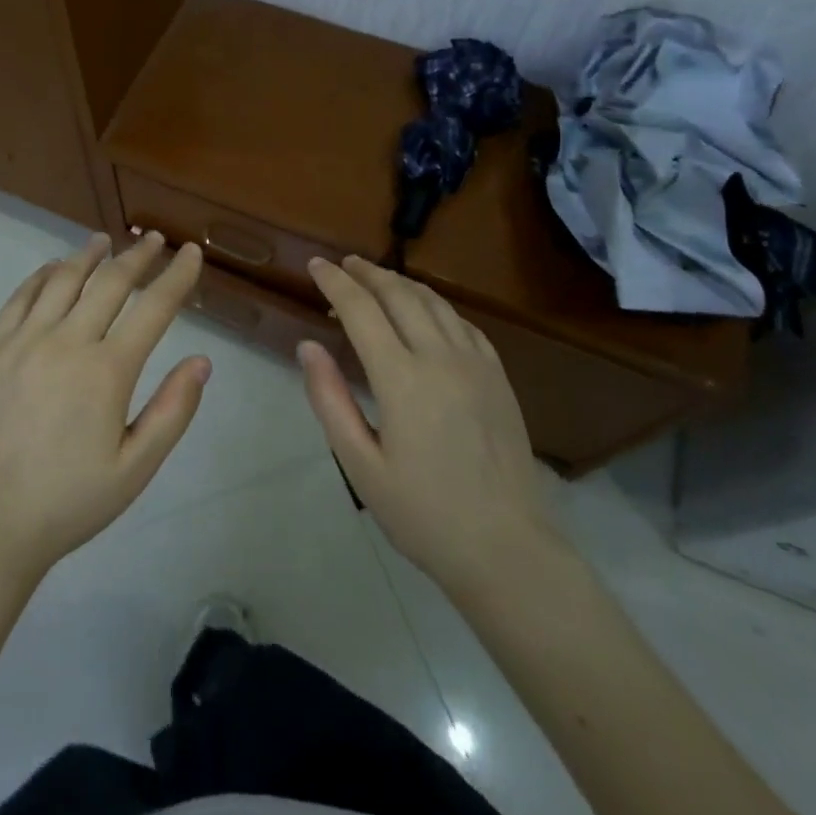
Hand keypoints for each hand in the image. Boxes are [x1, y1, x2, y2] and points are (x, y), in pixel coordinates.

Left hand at [0, 232, 209, 584]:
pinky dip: (42, 275)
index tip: (191, 252)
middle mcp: (68, 342)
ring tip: (104, 241)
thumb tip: (202, 361)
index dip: (177, 276)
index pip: (154, 308)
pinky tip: (53, 268)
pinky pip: (21, 296)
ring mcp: (25, 340)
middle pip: (110, 282)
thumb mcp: (135, 468)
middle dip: (137, 257)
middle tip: (152, 239)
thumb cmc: (69, 500)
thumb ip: (173, 411)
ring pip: (63, 279)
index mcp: (107, 371)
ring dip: (88, 256)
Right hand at [298, 256, 558, 593]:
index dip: (335, 282)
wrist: (506, 550)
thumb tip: (308, 346)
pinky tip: (426, 312)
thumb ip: (330, 400)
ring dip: (401, 283)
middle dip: (367, 273)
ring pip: (434, 302)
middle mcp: (441, 358)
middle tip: (343, 264)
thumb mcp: (360, 465)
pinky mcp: (498, 377)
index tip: (316, 264)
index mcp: (402, 379)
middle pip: (400, 295)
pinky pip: (463, 323)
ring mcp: (476, 365)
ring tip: (377, 278)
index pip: (361, 310)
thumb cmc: (423, 514)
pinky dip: (436, 305)